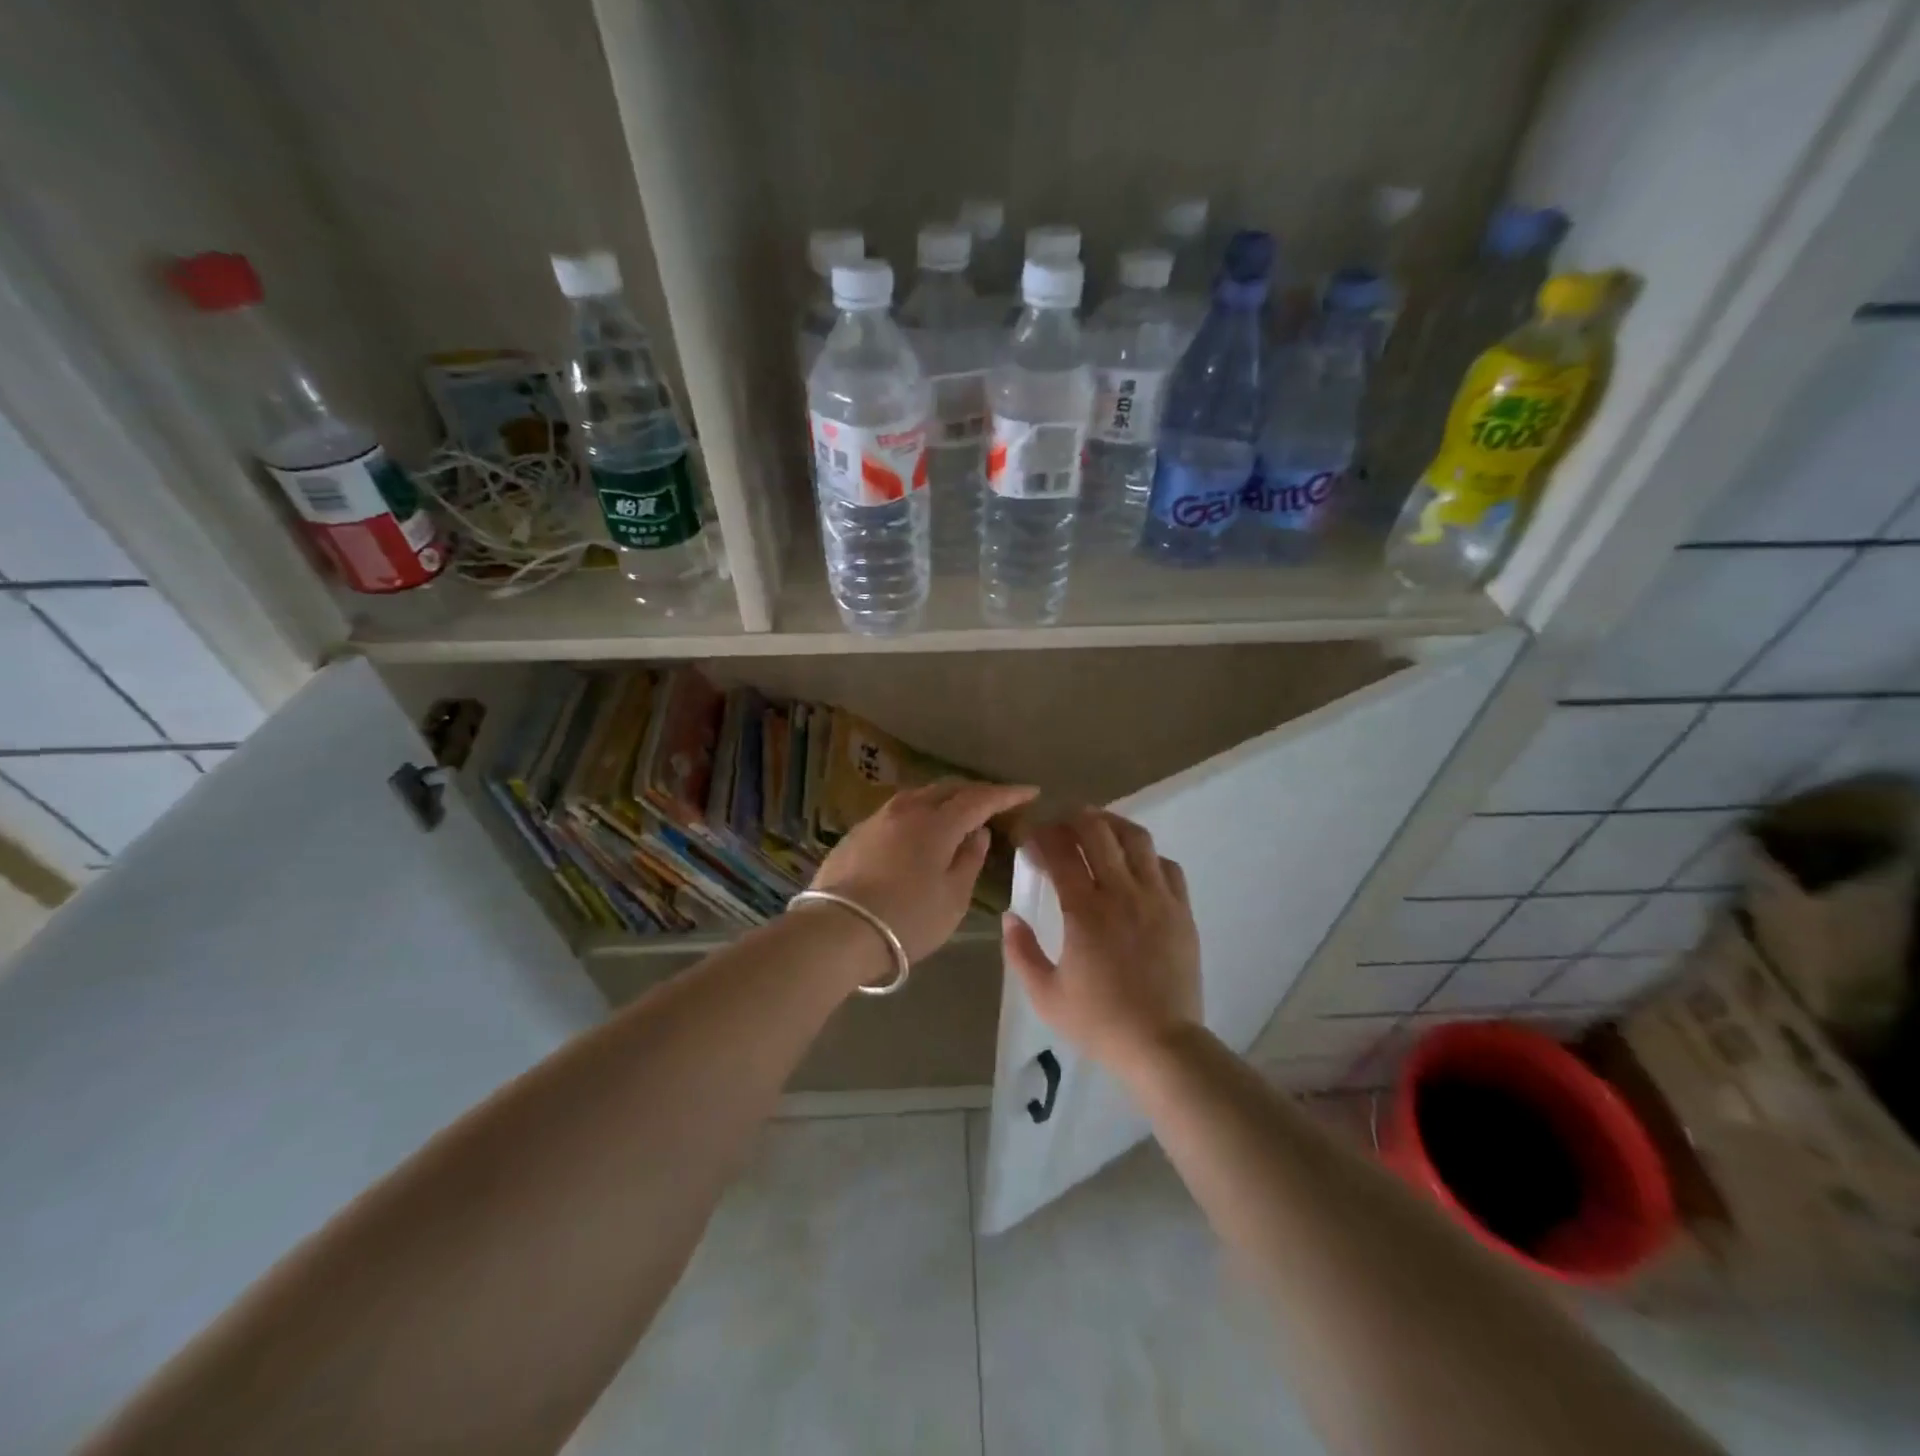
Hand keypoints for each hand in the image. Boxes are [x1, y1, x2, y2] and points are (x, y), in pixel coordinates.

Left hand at [809, 779, 1038, 962]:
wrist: (836, 931)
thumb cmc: (906, 919)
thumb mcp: (953, 898)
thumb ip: (969, 860)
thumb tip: (978, 832)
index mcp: (937, 823)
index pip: (980, 798)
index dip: (1006, 794)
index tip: (1030, 791)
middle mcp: (907, 810)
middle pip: (947, 789)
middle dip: (975, 792)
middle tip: (996, 802)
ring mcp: (877, 818)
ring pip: (919, 796)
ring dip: (945, 799)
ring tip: (959, 813)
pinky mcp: (856, 833)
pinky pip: (898, 812)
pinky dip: (919, 813)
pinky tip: (920, 830)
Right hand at [1002, 810, 1201, 1071]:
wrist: (1162, 1045)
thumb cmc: (1100, 1022)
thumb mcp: (1045, 995)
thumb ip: (1020, 952)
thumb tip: (1010, 917)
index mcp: (1085, 911)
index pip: (1060, 851)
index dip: (1041, 836)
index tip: (1030, 838)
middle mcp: (1122, 892)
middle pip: (1098, 831)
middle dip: (1073, 819)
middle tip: (1060, 827)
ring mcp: (1157, 898)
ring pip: (1136, 838)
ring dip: (1111, 825)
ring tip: (1097, 829)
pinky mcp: (1182, 910)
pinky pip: (1166, 864)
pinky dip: (1146, 855)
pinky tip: (1134, 865)